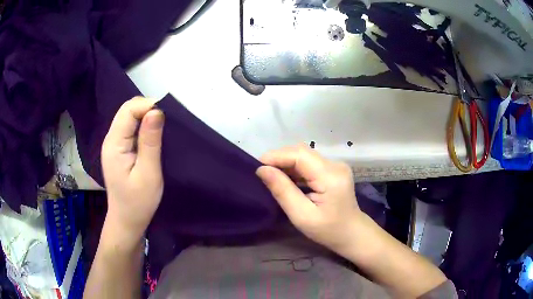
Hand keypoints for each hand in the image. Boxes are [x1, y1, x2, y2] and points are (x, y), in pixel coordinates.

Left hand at [101, 97, 164, 237]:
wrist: (127, 220)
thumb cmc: (138, 202)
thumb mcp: (148, 173)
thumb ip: (150, 142)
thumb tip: (157, 111)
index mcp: (114, 144)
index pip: (128, 110)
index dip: (147, 105)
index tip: (167, 115)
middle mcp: (111, 139)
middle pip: (127, 110)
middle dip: (148, 109)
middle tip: (167, 122)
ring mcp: (114, 144)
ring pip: (129, 117)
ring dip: (146, 117)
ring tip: (163, 128)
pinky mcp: (119, 149)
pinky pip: (131, 128)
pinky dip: (144, 126)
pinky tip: (153, 136)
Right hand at [256, 144, 363, 253]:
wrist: (352, 233)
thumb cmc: (328, 230)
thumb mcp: (302, 216)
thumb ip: (283, 191)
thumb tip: (262, 170)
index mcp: (330, 176)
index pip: (300, 155)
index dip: (276, 156)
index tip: (257, 166)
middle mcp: (335, 165)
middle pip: (302, 152)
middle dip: (279, 158)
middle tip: (262, 172)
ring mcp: (336, 166)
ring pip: (305, 155)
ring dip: (286, 162)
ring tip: (271, 176)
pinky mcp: (333, 169)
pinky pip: (310, 163)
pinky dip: (295, 168)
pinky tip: (287, 179)